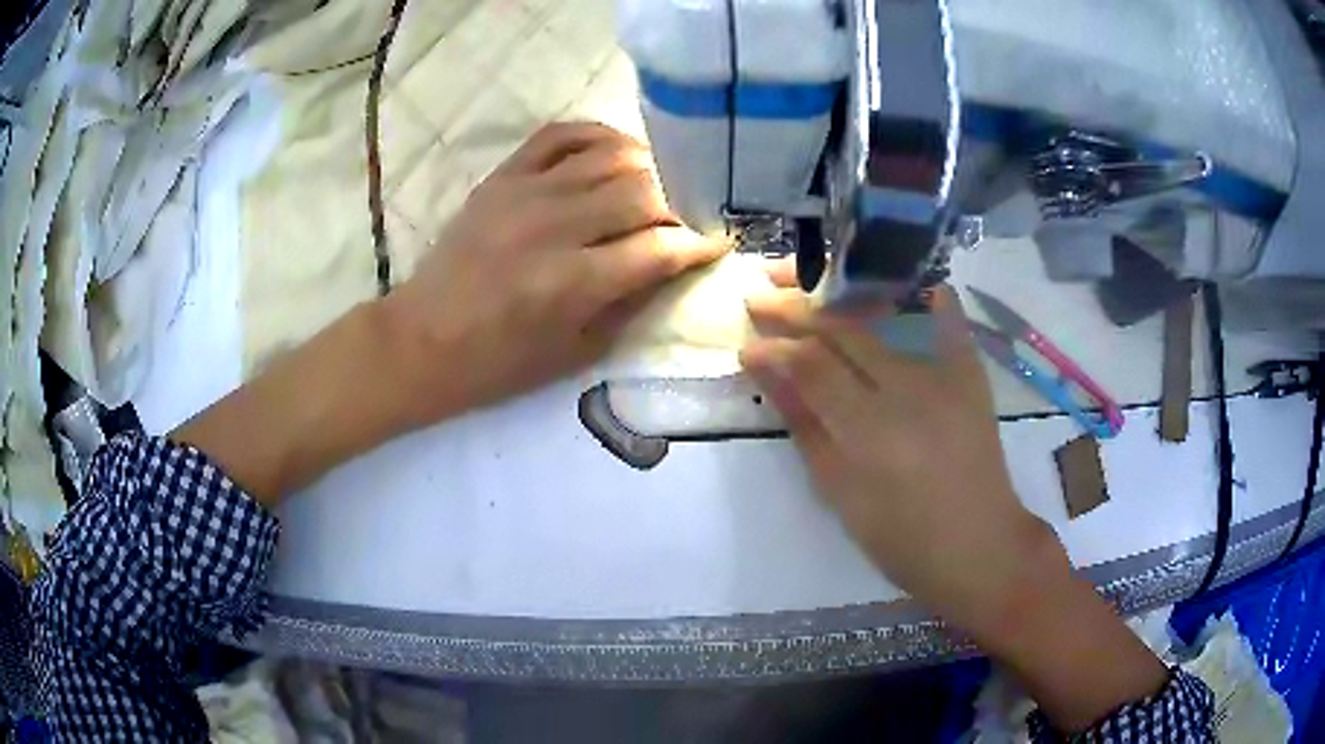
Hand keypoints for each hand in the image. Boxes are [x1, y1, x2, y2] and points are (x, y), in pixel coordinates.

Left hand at [176, 123, 724, 502]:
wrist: (422, 339)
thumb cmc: (498, 362)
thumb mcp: (575, 352)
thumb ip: (630, 303)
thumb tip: (671, 263)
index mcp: (573, 282)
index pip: (661, 247)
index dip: (700, 243)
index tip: (720, 242)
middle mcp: (554, 226)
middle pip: (645, 191)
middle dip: (681, 203)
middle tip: (688, 217)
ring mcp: (526, 192)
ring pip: (612, 155)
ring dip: (650, 166)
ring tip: (661, 184)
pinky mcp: (503, 176)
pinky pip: (562, 134)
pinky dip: (599, 135)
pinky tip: (617, 152)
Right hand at [741, 273, 1039, 630]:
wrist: (978, 545)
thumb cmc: (900, 538)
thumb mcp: (840, 492)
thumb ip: (804, 425)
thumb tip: (767, 372)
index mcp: (868, 431)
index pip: (811, 367)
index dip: (774, 349)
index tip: (747, 344)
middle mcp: (906, 391)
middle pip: (842, 333)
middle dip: (795, 309)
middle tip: (761, 297)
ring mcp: (943, 377)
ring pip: (882, 322)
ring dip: (841, 300)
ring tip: (808, 282)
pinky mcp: (970, 376)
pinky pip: (949, 325)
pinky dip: (932, 300)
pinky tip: (912, 280)